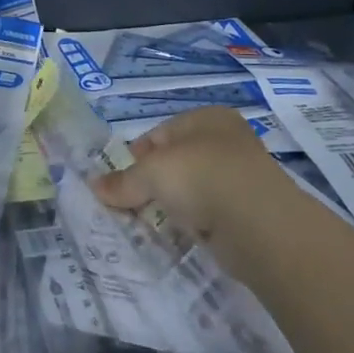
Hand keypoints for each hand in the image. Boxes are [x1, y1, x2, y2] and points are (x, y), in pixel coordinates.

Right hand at [91, 108, 300, 272]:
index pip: (161, 133)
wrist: (258, 223)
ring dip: (173, 204)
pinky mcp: (247, 211)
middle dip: (153, 183)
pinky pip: (209, 213)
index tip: (120, 182)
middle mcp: (226, 141)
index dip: (137, 156)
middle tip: (131, 205)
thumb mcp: (151, 173)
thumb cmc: (200, 176)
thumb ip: (123, 181)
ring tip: (152, 223)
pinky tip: (181, 234)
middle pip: (176, 161)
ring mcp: (240, 177)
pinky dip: (194, 223)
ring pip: (193, 189)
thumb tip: (95, 187)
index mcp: (207, 118)